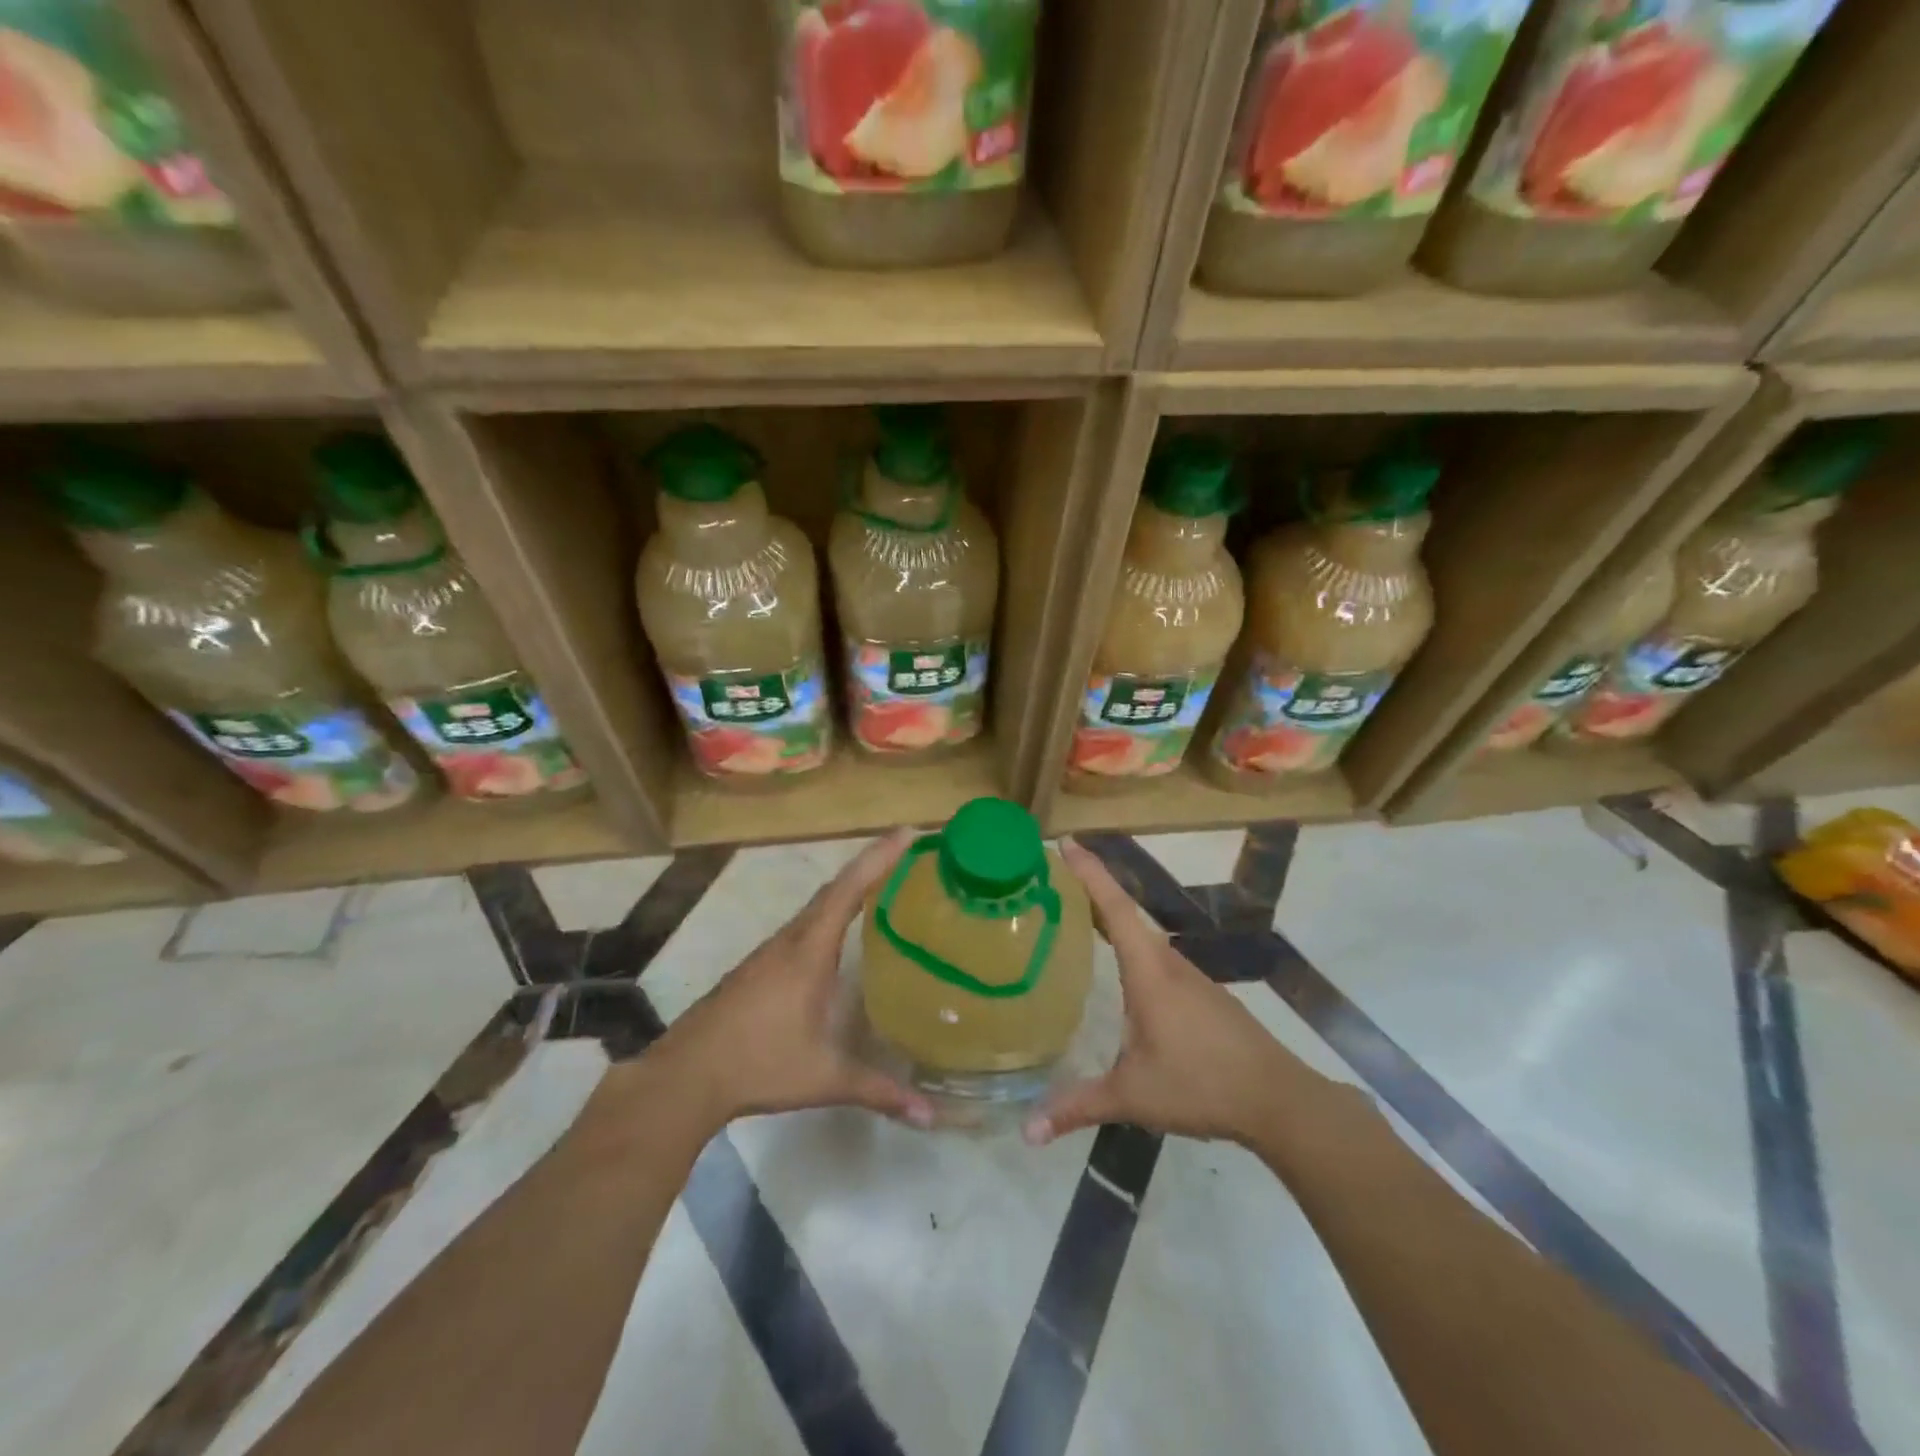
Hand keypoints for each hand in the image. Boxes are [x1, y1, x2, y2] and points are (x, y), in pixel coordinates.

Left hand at [648, 829, 934, 1132]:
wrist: (685, 1076)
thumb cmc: (758, 1064)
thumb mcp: (825, 1078)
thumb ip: (879, 1091)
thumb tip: (933, 1118)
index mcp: (809, 951)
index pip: (848, 890)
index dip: (878, 858)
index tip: (907, 832)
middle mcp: (790, 941)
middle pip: (834, 890)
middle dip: (870, 867)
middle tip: (906, 854)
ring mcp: (769, 953)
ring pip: (815, 908)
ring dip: (847, 891)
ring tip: (882, 888)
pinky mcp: (756, 968)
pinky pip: (801, 927)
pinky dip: (827, 915)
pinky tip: (838, 938)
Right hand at [1024, 839, 1308, 1147]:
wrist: (1279, 1100)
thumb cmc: (1201, 1084)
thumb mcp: (1133, 1096)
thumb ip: (1078, 1107)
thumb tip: (1026, 1132)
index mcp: (1149, 971)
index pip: (1113, 907)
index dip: (1089, 873)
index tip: (1066, 842)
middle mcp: (1168, 962)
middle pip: (1125, 912)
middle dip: (1092, 889)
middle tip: (1055, 876)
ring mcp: (1190, 977)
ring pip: (1143, 935)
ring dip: (1112, 917)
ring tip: (1077, 915)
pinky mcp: (1203, 995)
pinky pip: (1158, 957)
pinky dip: (1131, 946)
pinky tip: (1121, 970)